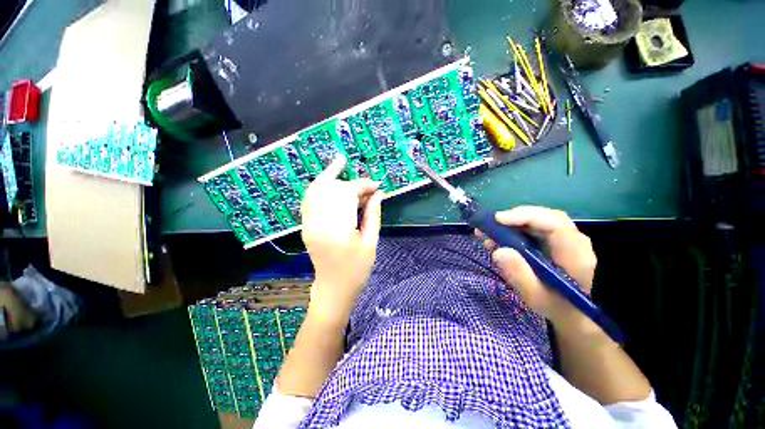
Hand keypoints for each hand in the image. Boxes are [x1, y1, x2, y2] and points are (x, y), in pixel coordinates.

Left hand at [301, 155, 382, 324]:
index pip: (348, 194)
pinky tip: (327, 178)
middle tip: (367, 187)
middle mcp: (319, 223)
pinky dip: (318, 186)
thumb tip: (378, 193)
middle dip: (351, 182)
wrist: (333, 288)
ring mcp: (309, 223)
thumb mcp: (371, 242)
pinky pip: (308, 198)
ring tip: (340, 162)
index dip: (363, 185)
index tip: (376, 185)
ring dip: (330, 175)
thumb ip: (373, 215)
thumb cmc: (357, 269)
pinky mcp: (306, 225)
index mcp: (339, 229)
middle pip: (332, 188)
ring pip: (316, 189)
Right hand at [478, 206, 596, 325]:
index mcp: (575, 255)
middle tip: (489, 225)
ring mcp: (563, 239)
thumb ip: (519, 275)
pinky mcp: (553, 241)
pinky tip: (497, 238)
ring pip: (537, 220)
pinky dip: (513, 229)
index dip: (526, 217)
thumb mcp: (536, 297)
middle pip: (545, 217)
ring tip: (487, 233)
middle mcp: (572, 241)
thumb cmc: (556, 307)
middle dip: (514, 218)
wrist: (572, 312)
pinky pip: (533, 228)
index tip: (498, 220)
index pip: (554, 224)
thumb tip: (498, 251)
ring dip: (510, 223)